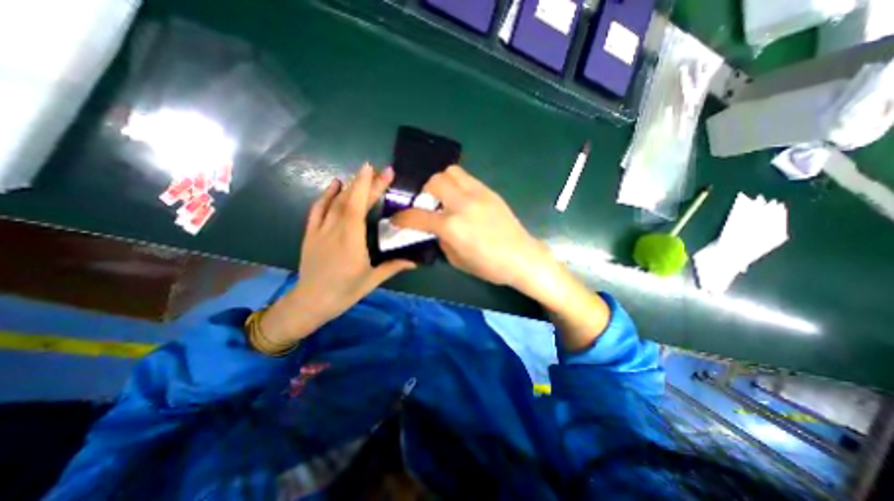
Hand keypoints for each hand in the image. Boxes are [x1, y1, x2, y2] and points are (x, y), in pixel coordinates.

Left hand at [263, 164, 415, 344]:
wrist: (311, 302)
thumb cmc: (345, 291)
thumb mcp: (372, 280)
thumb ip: (394, 266)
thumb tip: (416, 262)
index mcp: (352, 241)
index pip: (359, 207)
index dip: (367, 187)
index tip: (376, 171)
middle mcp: (335, 230)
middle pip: (351, 201)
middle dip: (366, 183)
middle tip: (381, 170)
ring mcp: (320, 230)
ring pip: (335, 202)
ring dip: (350, 186)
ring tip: (363, 174)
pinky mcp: (311, 233)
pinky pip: (317, 209)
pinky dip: (326, 195)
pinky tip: (335, 184)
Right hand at [393, 165, 551, 289]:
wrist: (522, 257)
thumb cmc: (489, 266)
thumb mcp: (457, 260)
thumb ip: (442, 241)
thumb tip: (437, 230)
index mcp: (452, 226)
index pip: (418, 216)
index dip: (402, 218)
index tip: (396, 219)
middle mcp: (462, 204)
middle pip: (434, 181)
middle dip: (424, 192)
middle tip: (428, 204)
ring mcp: (478, 194)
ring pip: (451, 172)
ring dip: (442, 182)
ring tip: (445, 197)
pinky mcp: (490, 191)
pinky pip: (467, 178)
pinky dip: (458, 184)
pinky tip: (462, 199)